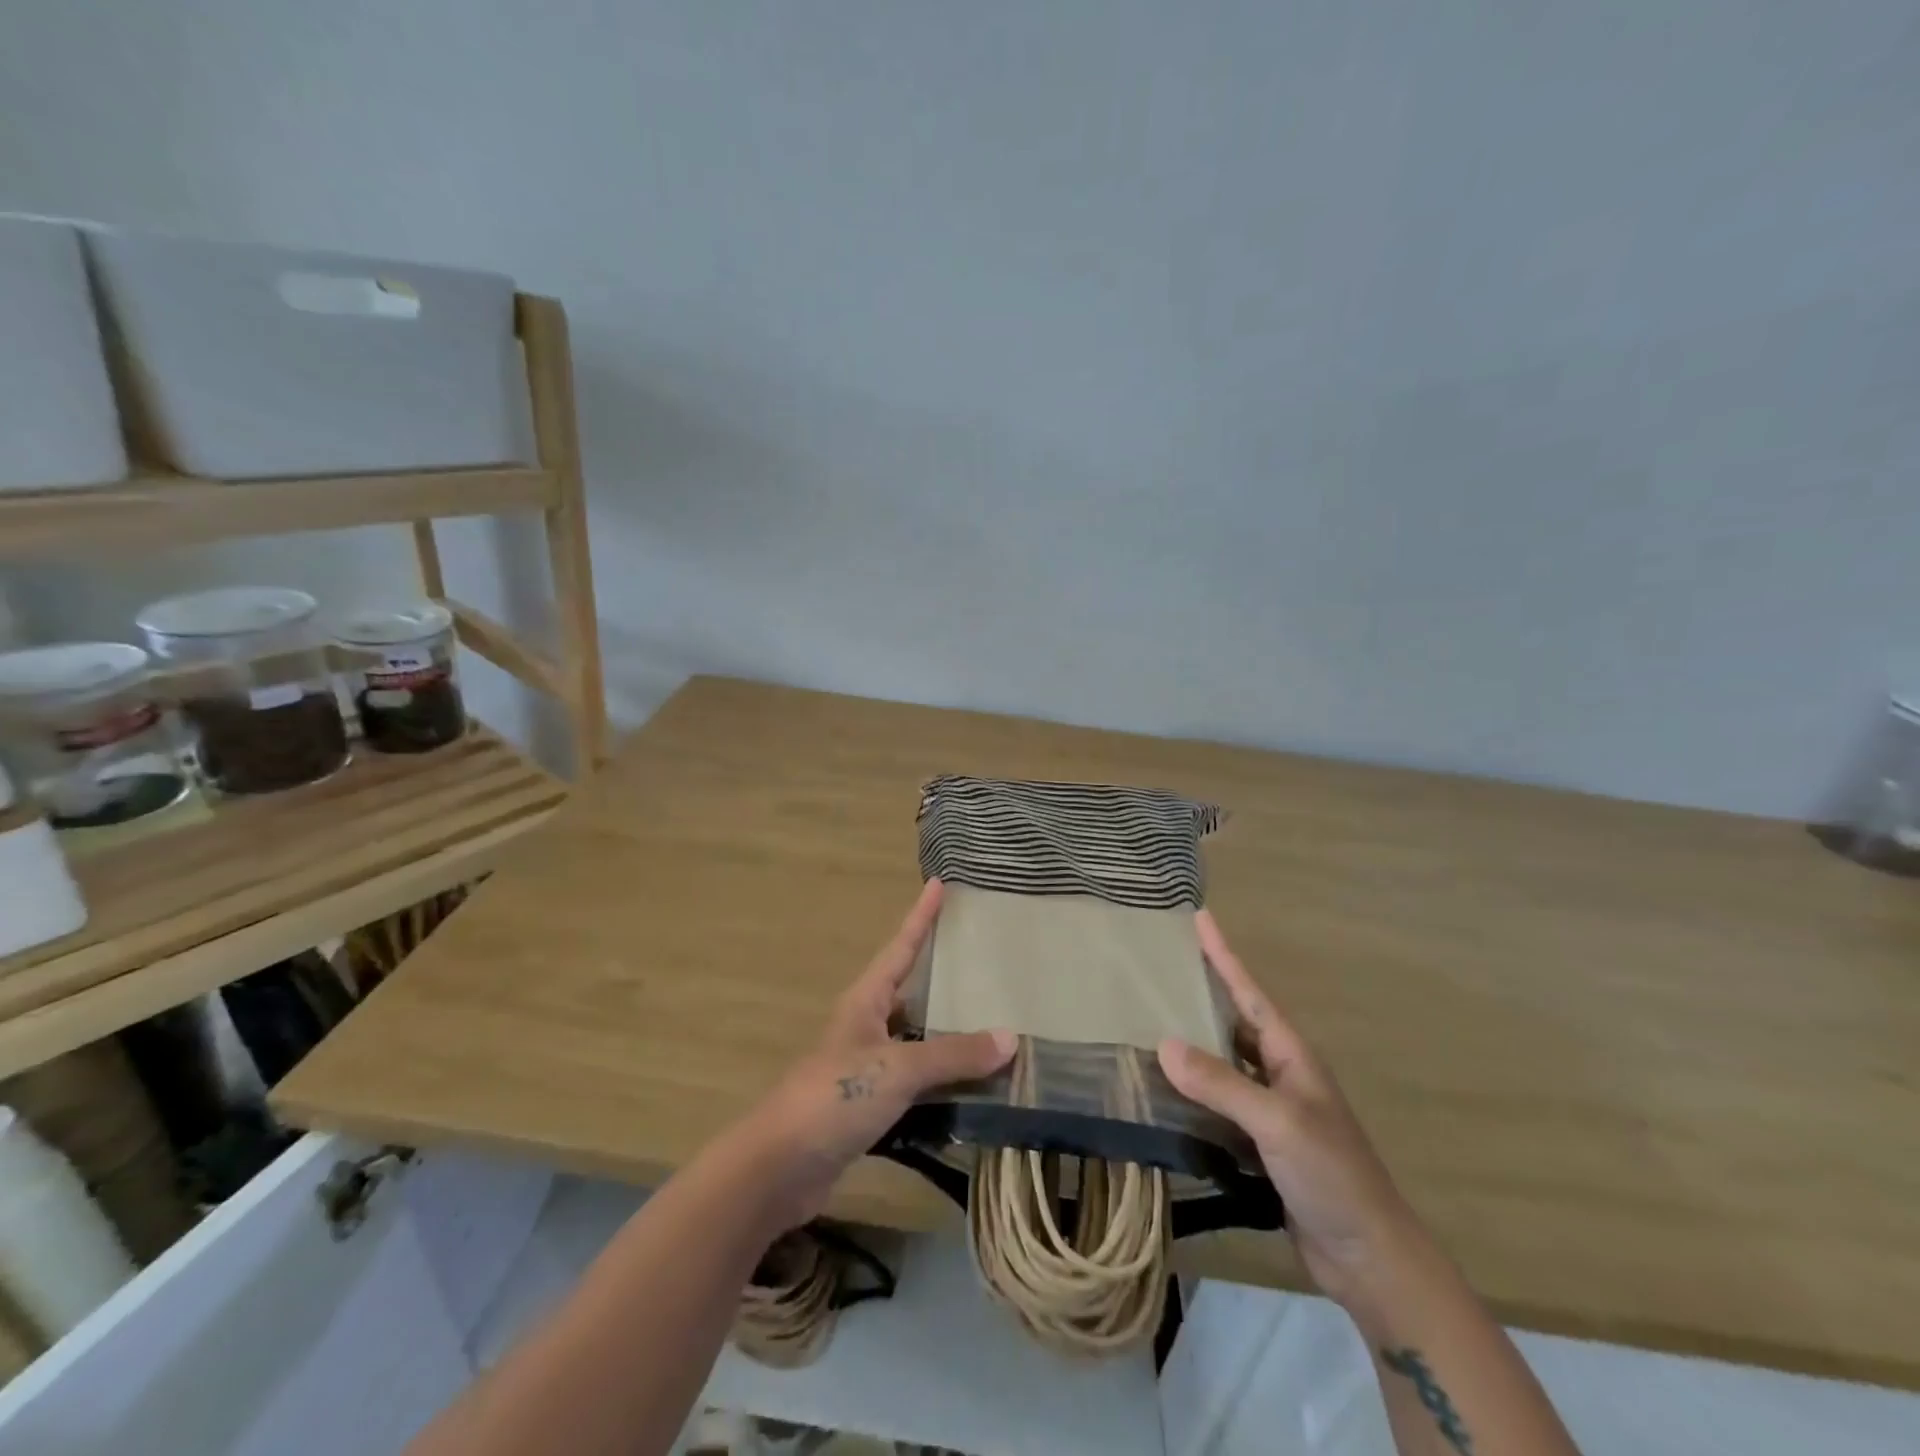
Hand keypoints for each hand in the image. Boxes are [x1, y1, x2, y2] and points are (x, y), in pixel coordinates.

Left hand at [738, 880, 1014, 1229]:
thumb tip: (1010, 1038)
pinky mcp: (871, 1105)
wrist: (780, 1168)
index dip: (921, 916)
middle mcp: (867, 1026)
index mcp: (866, 1001)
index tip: (939, 883)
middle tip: (986, 958)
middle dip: (945, 974)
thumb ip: (952, 1054)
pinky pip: (918, 1082)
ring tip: (995, 1021)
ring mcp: (868, 1067)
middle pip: (912, 989)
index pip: (901, 947)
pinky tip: (975, 1085)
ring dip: (950, 1034)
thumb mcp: (897, 1068)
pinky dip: (945, 1081)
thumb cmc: (834, 1097)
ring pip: (918, 1038)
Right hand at [1159, 911, 1426, 1312]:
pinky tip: (1161, 1089)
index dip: (1224, 955)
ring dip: (1190, 1044)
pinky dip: (1191, 1091)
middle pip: (1232, 1021)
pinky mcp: (1258, 1143)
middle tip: (1157, 967)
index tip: (1201, 918)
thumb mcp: (1279, 1122)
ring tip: (1145, 1020)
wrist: (1369, 1257)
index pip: (1250, 992)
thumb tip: (1163, 1044)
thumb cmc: (1333, 1175)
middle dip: (1200, 993)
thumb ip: (1221, 1083)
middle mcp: (1278, 1073)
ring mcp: (1269, 1109)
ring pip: (1221, 1062)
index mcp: (1290, 1055)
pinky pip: (1216, 1102)